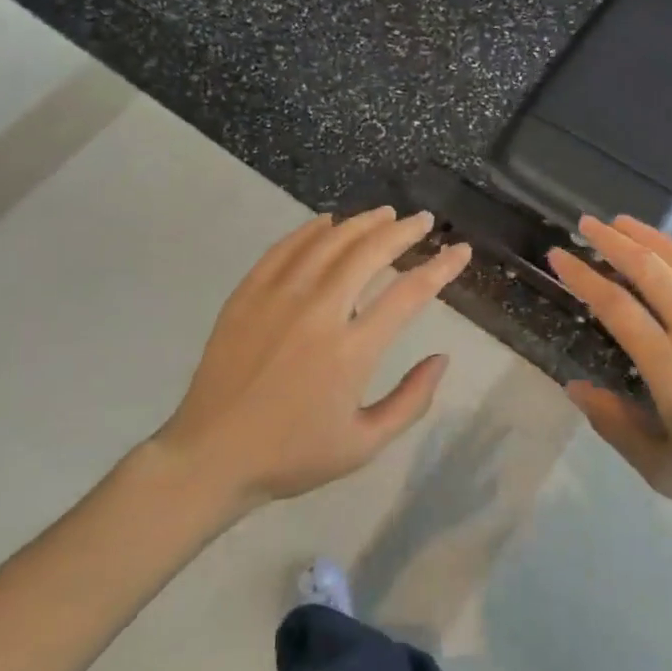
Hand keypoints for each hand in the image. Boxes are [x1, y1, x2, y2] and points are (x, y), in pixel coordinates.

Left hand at [156, 208, 471, 510]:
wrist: (211, 456)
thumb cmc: (293, 455)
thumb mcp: (364, 444)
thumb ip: (411, 401)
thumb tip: (442, 358)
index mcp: (351, 351)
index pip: (408, 294)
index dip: (441, 268)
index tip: (460, 250)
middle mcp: (318, 312)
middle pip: (369, 254)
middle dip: (402, 231)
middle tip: (422, 221)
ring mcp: (278, 298)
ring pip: (328, 243)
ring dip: (361, 223)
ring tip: (385, 214)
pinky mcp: (247, 295)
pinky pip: (284, 249)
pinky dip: (310, 231)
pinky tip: (327, 223)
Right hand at [548, 216, 671, 557]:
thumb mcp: (664, 472)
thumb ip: (615, 426)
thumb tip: (575, 386)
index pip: (615, 306)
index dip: (582, 276)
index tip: (559, 255)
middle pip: (650, 271)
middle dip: (613, 242)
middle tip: (588, 224)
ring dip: (654, 237)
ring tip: (626, 221)